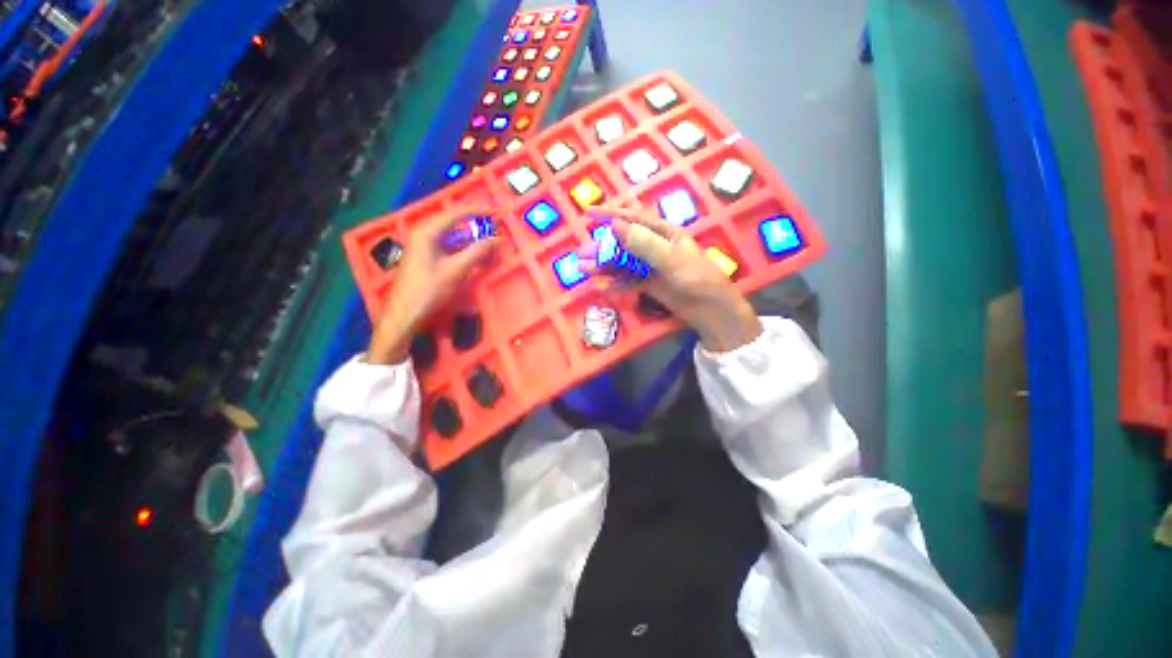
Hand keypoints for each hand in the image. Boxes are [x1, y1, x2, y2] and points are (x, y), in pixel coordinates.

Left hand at [368, 206, 497, 364]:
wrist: (404, 314)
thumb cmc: (428, 290)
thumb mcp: (455, 270)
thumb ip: (477, 252)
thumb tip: (496, 239)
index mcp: (427, 232)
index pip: (455, 214)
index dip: (477, 211)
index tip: (495, 212)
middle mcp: (424, 235)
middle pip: (453, 225)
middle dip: (475, 227)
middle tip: (494, 230)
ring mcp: (424, 248)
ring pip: (452, 238)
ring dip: (471, 241)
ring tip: (489, 246)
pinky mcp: (426, 260)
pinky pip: (448, 249)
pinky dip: (463, 252)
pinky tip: (475, 259)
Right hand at [580, 206, 761, 352]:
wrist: (710, 310)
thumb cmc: (696, 278)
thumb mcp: (670, 258)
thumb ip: (643, 243)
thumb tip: (616, 225)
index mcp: (664, 233)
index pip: (633, 218)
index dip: (610, 214)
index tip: (588, 213)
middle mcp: (655, 247)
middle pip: (623, 243)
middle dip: (602, 247)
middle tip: (580, 254)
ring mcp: (651, 267)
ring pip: (623, 263)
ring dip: (604, 265)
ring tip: (583, 270)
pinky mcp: (649, 284)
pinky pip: (628, 280)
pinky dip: (615, 282)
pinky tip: (600, 285)